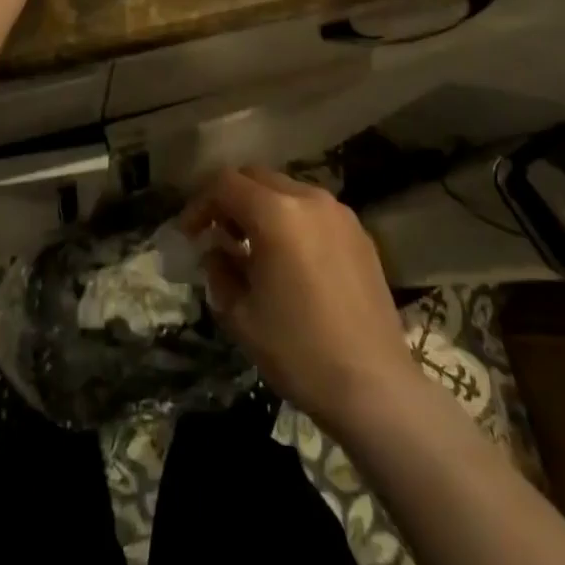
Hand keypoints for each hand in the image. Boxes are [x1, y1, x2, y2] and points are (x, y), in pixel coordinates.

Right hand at [182, 167, 416, 435]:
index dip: (200, 204)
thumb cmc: (299, 351)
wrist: (375, 386)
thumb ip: (220, 270)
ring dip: (262, 208)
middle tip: (218, 235)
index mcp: (276, 214)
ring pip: (287, 190)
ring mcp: (339, 213)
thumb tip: (217, 251)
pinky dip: (292, 220)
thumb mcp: (241, 315)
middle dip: (231, 200)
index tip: (189, 234)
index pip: (225, 184)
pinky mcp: (360, 233)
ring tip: (252, 248)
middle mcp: (309, 199)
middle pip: (257, 177)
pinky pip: (314, 210)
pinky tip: (290, 259)